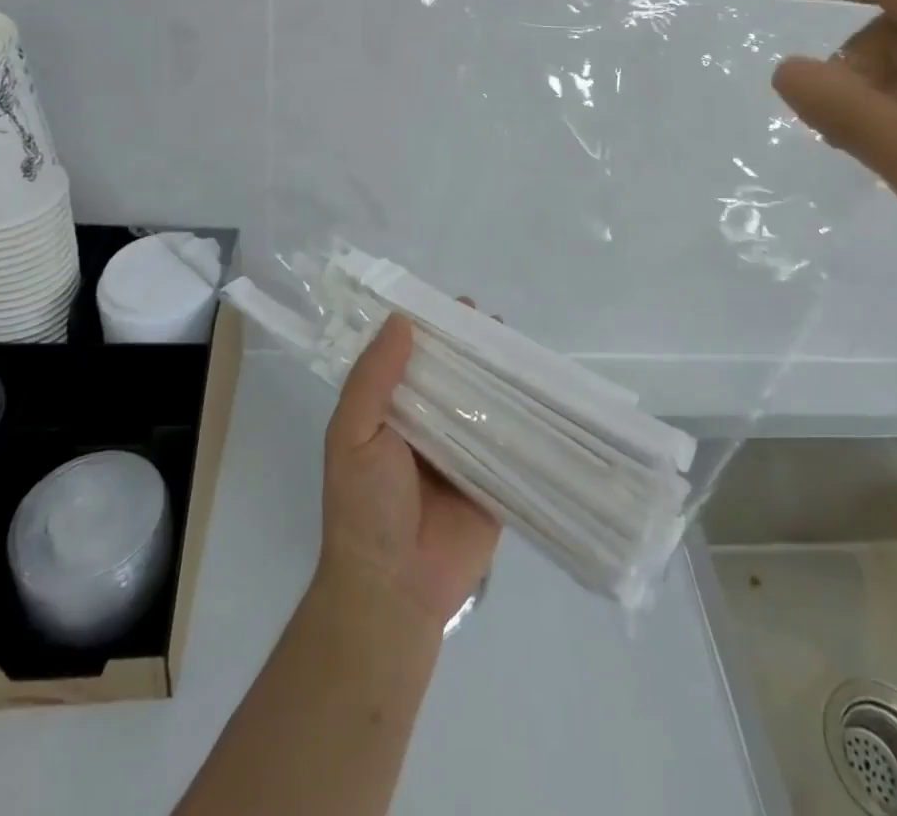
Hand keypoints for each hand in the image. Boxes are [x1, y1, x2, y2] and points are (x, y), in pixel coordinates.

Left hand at [319, 314, 500, 626]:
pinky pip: (512, 439)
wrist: (394, 589)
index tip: (457, 306)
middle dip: (474, 348)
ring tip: (521, 347)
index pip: (415, 358)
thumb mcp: (352, 434)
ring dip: (502, 375)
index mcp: (394, 411)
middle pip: (456, 374)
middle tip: (495, 323)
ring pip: (486, 400)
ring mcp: (466, 450)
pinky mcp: (497, 477)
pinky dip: (526, 415)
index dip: (434, 330)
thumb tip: (401, 319)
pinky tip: (545, 389)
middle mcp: (431, 424)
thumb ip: (373, 378)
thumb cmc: (364, 506)